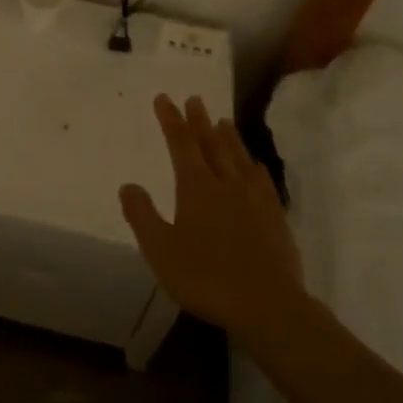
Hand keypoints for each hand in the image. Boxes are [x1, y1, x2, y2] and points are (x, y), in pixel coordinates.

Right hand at [119, 95, 302, 332]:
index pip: (181, 144)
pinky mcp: (275, 216)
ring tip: (222, 121)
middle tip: (194, 99)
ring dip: (228, 137)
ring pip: (239, 157)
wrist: (267, 304)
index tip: (164, 98)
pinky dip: (254, 166)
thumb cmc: (206, 277)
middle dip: (199, 121)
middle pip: (211, 144)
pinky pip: (262, 180)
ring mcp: (254, 198)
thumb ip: (142, 215)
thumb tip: (128, 185)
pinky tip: (255, 165)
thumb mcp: (160, 250)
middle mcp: (226, 183)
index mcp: (196, 187)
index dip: (171, 120)